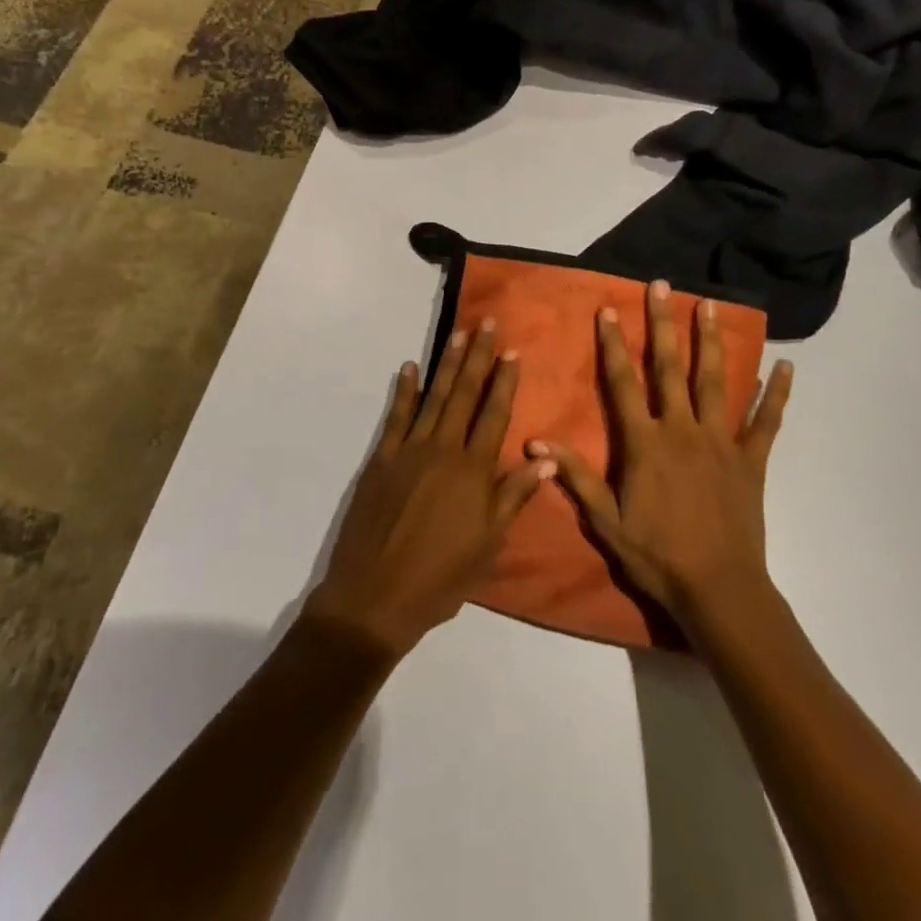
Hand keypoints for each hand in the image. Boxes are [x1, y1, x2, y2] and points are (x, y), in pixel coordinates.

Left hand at [306, 320, 551, 658]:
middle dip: (477, 357)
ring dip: (447, 363)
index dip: (504, 381)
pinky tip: (409, 367)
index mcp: (473, 471)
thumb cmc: (441, 578)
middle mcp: (443, 450)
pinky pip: (396, 417)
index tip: (512, 351)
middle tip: (486, 323)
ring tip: (458, 333)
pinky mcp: (382, 459)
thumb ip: (513, 497)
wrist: (376, 596)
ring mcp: (409, 451)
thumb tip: (544, 458)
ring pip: (433, 397)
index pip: (494, 414)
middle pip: (464, 394)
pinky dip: (404, 390)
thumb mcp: (488, 545)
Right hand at [530, 280, 791, 634]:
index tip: (609, 310)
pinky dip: (776, 394)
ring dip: (711, 342)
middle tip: (662, 286)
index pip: (624, 384)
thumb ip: (576, 476)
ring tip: (711, 305)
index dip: (614, 346)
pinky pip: (766, 422)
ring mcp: (720, 442)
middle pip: (670, 368)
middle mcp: (682, 430)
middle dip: (664, 325)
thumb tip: (537, 441)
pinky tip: (786, 365)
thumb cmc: (657, 556)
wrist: (718, 589)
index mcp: (645, 443)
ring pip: (715, 382)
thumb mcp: (606, 521)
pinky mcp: (751, 460)